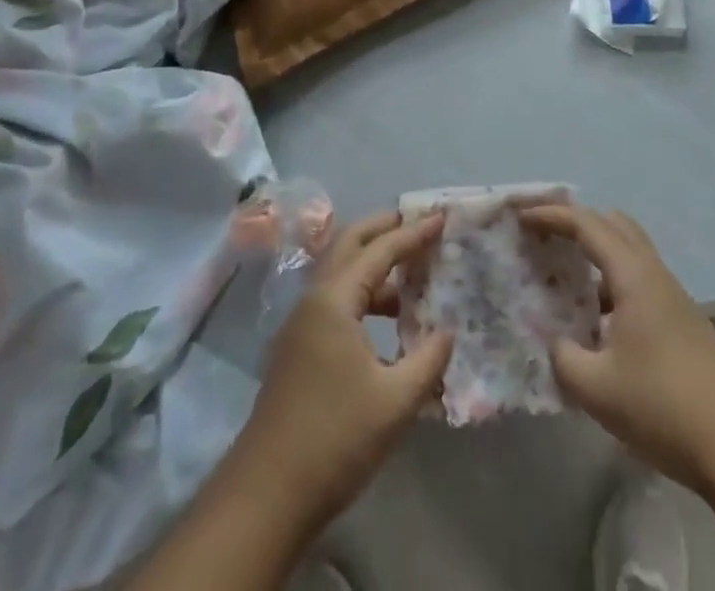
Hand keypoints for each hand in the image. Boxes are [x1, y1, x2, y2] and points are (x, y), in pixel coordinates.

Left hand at [235, 210, 452, 530]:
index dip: (414, 233)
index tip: (442, 218)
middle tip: (418, 223)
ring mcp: (301, 325)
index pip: (380, 250)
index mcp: (334, 300)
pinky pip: (335, 301)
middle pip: (350, 244)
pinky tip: (388, 321)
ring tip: (412, 274)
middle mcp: (314, 300)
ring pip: (341, 274)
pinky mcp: (298, 349)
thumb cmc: (335, 438)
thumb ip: (429, 358)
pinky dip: (364, 294)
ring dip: (374, 265)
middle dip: (384, 228)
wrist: (266, 496)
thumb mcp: (396, 400)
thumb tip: (447, 331)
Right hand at [520, 203, 714, 495]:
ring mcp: (670, 295)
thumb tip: (553, 340)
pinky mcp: (680, 319)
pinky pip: (636, 278)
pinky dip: (609, 279)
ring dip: (594, 252)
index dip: (550, 214)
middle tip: (542, 237)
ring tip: (562, 276)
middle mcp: (653, 272)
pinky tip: (594, 318)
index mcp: (632, 274)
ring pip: (627, 250)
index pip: (586, 223)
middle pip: (611, 224)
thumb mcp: (596, 388)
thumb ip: (562, 356)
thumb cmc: (664, 406)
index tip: (520, 218)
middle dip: (574, 222)